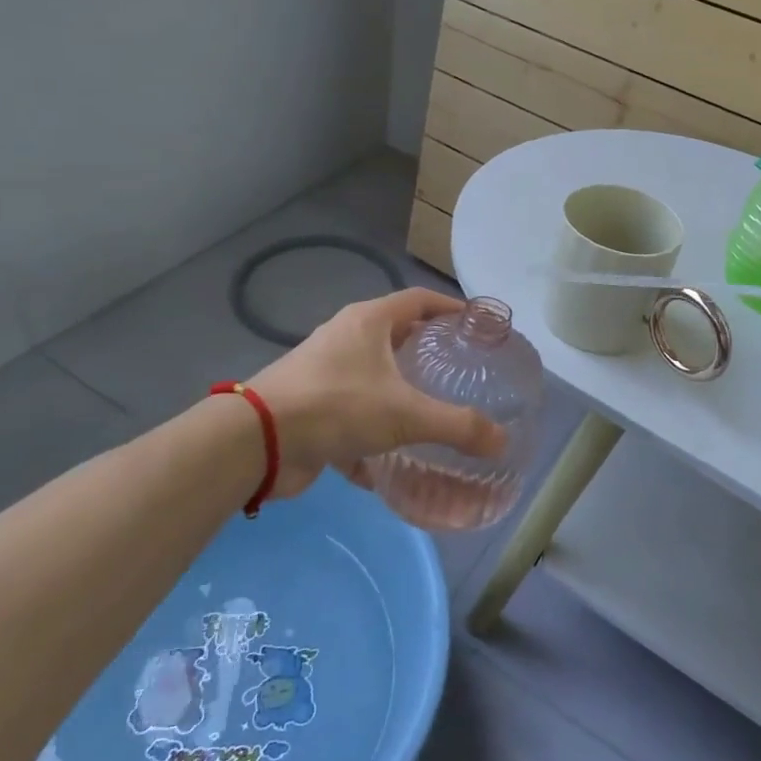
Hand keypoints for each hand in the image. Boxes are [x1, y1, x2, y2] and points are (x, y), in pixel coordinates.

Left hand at [247, 288, 505, 497]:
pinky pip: (354, 413)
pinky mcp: (312, 406)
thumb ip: (457, 426)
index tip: (476, 325)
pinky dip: (375, 432)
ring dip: (401, 393)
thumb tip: (502, 441)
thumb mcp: (405, 414)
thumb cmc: (337, 406)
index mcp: (369, 321)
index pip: (419, 300)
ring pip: (374, 376)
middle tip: (461, 372)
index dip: (450, 307)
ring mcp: (326, 371)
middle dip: (427, 352)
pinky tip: (395, 460)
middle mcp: (346, 338)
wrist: (258, 441)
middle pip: (396, 335)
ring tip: (434, 412)